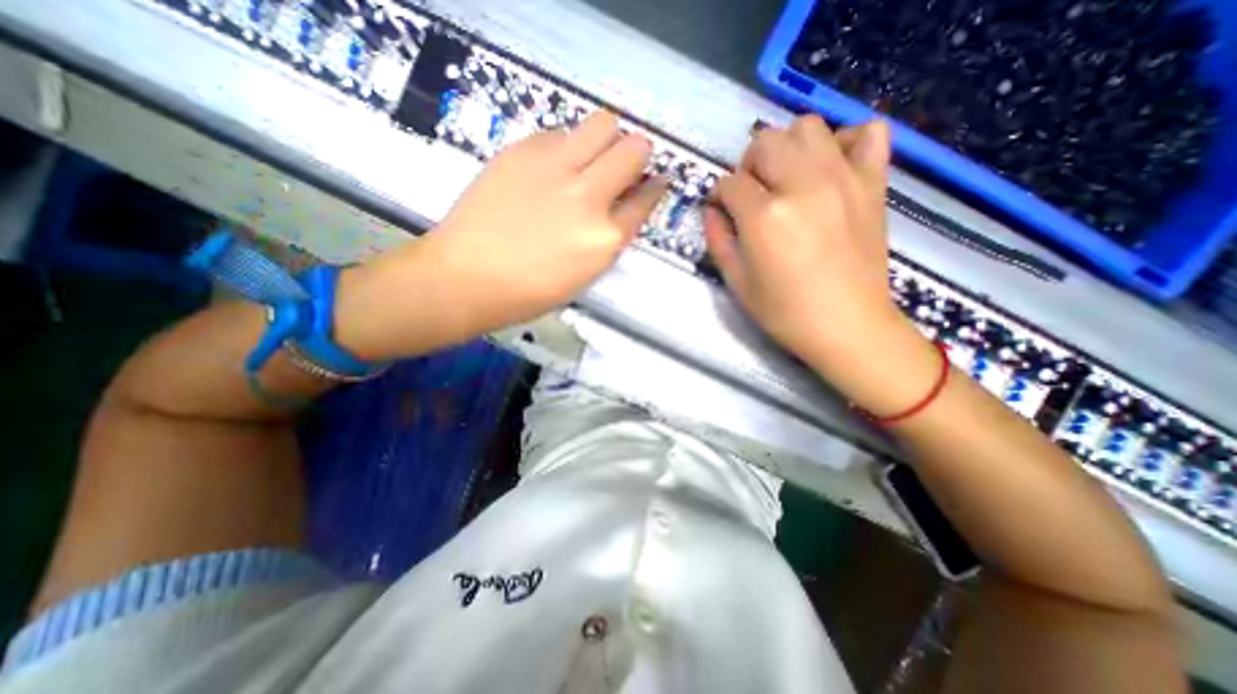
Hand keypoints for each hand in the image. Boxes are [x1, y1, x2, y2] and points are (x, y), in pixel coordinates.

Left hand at [336, 110, 661, 361]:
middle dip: (637, 154)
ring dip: (607, 138)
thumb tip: (624, 204)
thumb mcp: (585, 274)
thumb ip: (610, 237)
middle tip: (623, 165)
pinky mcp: (523, 150)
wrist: (466, 277)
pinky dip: (566, 144)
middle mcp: (588, 197)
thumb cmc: (529, 290)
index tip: (654, 181)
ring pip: (603, 123)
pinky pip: (560, 131)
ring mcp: (556, 169)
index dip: (654, 187)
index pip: (647, 199)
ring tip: (591, 157)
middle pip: (635, 148)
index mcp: (605, 239)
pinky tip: (552, 165)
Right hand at [705, 117, 937, 414]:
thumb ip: (718, 239)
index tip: (721, 209)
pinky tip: (832, 167)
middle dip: (748, 165)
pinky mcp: (873, 183)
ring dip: (788, 146)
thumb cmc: (785, 312)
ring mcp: (843, 179)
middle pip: (765, 142)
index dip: (719, 194)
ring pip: (808, 126)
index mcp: (765, 217)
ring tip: (787, 177)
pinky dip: (845, 141)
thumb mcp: (737, 282)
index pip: (729, 182)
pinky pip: (868, 132)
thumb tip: (712, 209)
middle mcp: (803, 185)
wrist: (848, 326)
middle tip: (752, 193)